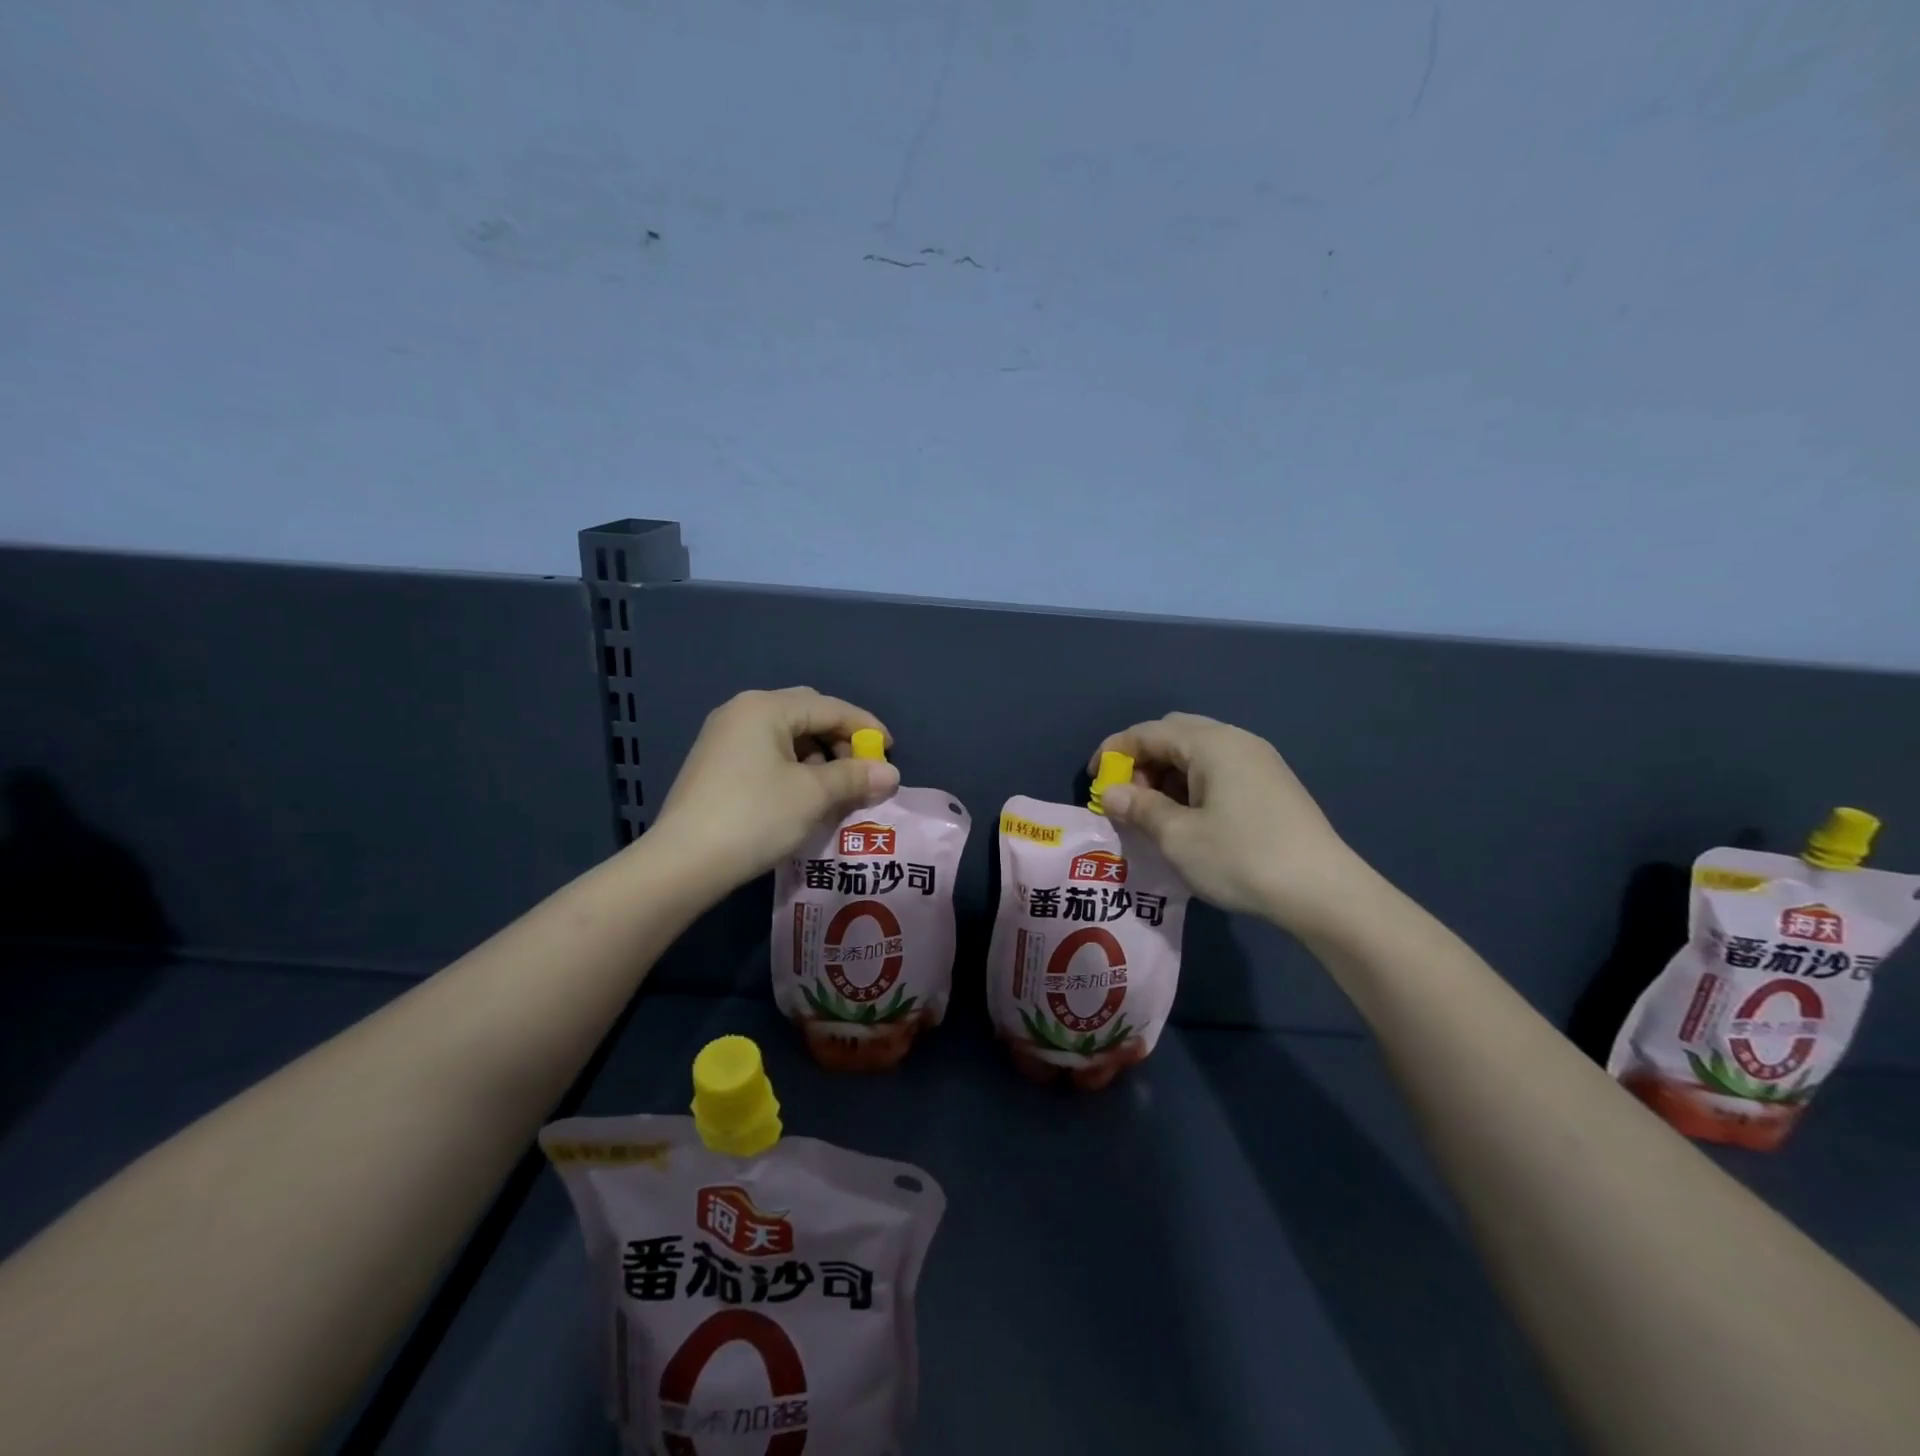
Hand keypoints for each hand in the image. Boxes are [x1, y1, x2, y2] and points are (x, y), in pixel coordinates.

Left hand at [651, 688, 900, 887]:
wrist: (682, 863)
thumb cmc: (755, 817)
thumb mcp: (813, 795)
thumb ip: (855, 777)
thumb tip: (891, 774)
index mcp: (765, 708)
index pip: (830, 707)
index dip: (865, 727)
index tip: (890, 752)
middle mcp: (742, 711)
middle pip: (807, 714)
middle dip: (840, 740)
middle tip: (861, 770)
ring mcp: (724, 736)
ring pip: (787, 735)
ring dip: (818, 756)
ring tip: (835, 789)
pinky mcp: (715, 763)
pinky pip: (767, 753)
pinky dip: (794, 767)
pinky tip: (803, 796)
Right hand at [1092, 713, 1368, 933]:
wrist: (1324, 892)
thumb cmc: (1242, 858)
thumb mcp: (1178, 836)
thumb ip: (1139, 808)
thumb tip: (1109, 792)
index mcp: (1211, 743)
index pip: (1149, 731)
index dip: (1114, 751)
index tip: (1094, 781)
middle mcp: (1236, 740)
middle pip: (1175, 734)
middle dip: (1142, 760)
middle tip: (1127, 797)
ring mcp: (1259, 761)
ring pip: (1198, 752)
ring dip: (1167, 773)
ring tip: (1154, 813)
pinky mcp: (1272, 784)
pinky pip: (1219, 769)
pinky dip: (1192, 783)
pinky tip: (1189, 818)